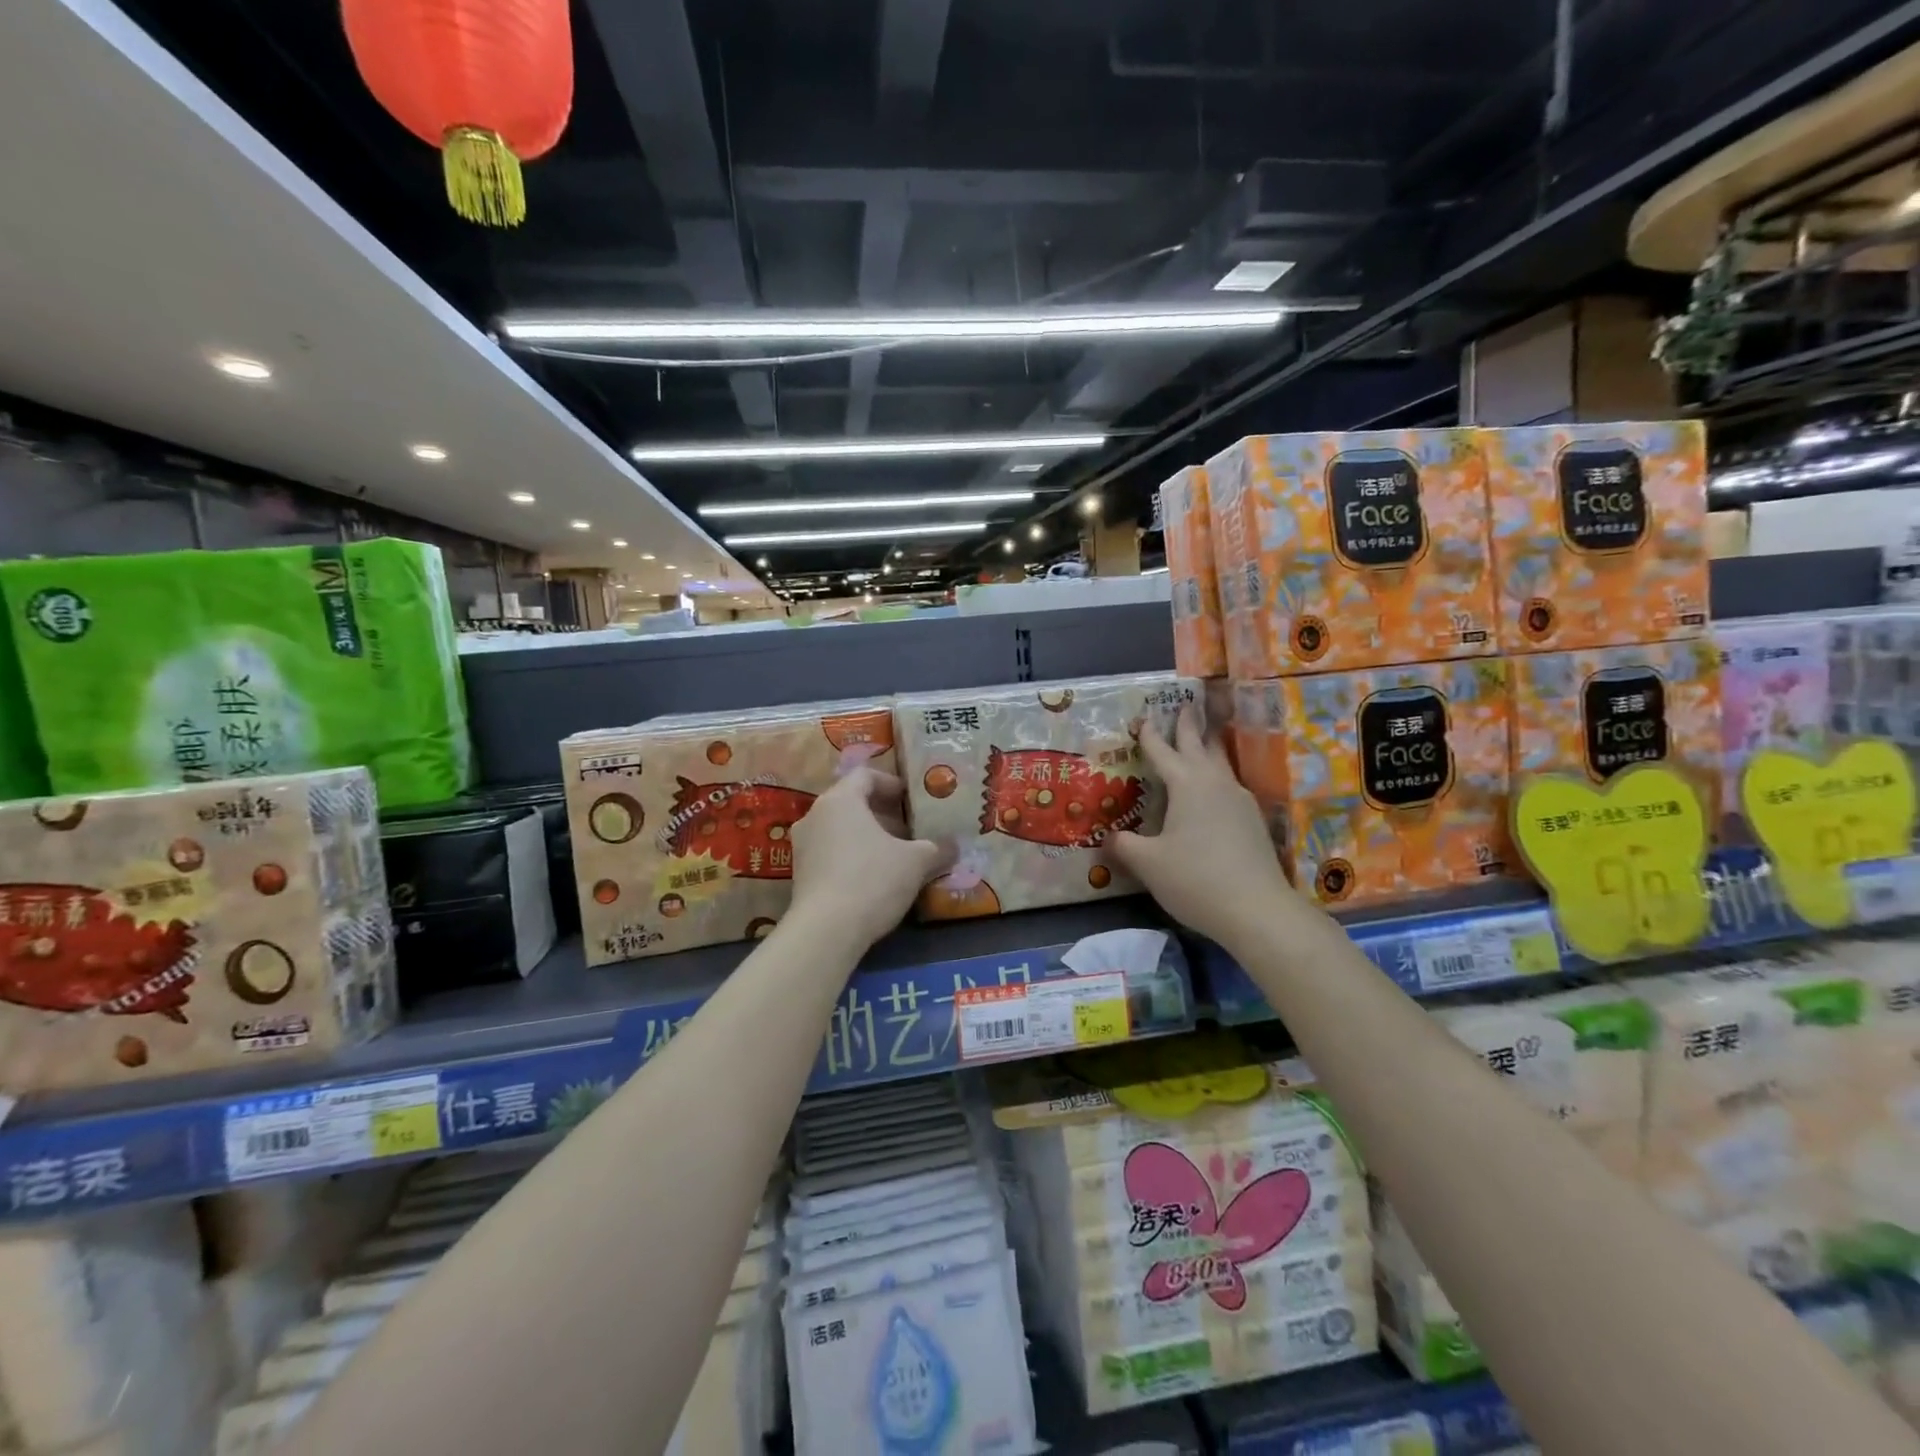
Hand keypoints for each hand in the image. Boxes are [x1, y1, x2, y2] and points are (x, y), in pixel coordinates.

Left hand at [790, 767, 949, 951]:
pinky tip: (875, 879)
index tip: (912, 800)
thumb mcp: (916, 862)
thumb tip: (954, 845)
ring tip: (897, 857)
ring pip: (841, 829)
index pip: (866, 775)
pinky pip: (830, 852)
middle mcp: (815, 815)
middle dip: (884, 815)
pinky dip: (853, 856)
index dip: (892, 783)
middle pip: (852, 803)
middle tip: (910, 832)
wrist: (826, 931)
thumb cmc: (872, 880)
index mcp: (840, 800)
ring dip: (869, 837)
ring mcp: (802, 845)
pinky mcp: (800, 873)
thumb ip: (937, 848)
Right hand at [1110, 706, 1296, 946]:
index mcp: (1186, 785)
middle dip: (1188, 726)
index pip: (1162, 752)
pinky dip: (1217, 776)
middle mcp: (1215, 783)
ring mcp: (1239, 801)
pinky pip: (1230, 786)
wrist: (1257, 910)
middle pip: (1200, 745)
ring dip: (1209, 747)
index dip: (1150, 736)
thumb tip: (1109, 836)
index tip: (1143, 719)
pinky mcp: (1253, 821)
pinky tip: (1215, 789)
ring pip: (1220, 763)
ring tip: (1203, 739)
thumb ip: (1125, 845)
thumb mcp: (1148, 864)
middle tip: (1184, 707)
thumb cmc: (1195, 879)